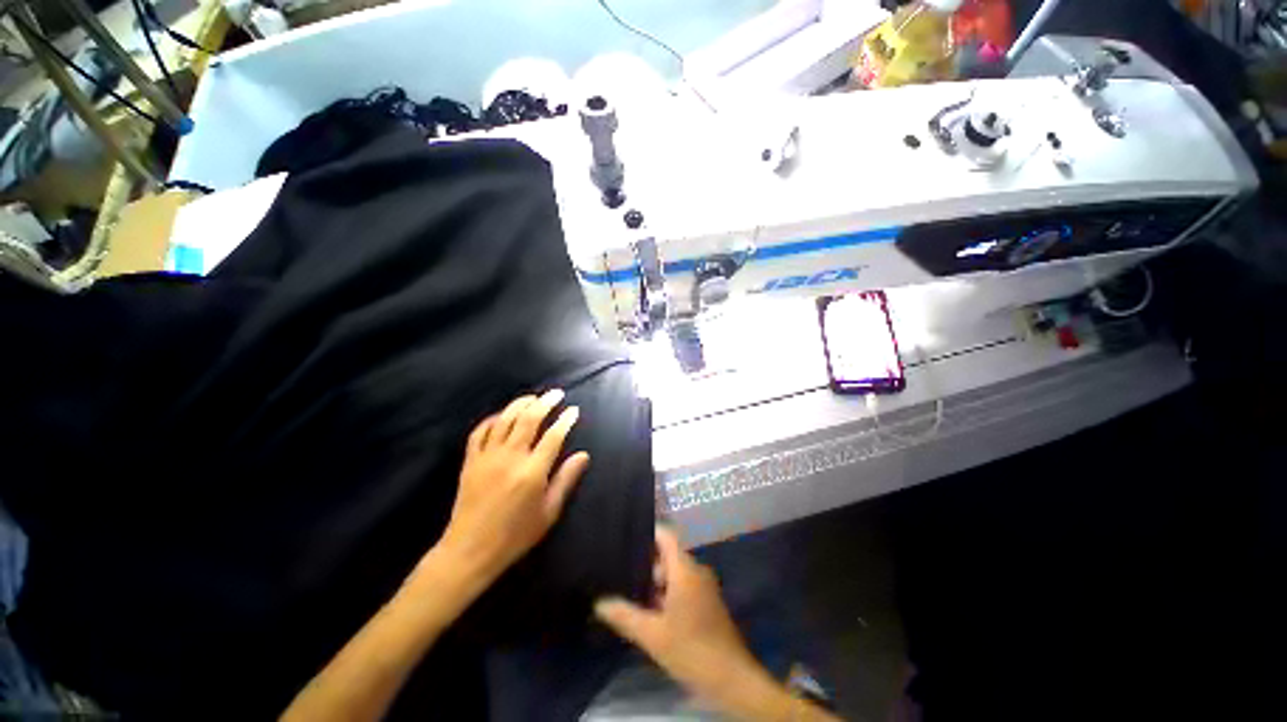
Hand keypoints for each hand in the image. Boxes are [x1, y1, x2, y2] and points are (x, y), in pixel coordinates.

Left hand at [437, 390, 588, 581]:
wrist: (470, 550)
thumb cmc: (515, 535)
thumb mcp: (549, 512)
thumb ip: (566, 479)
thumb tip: (583, 455)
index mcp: (533, 472)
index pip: (554, 436)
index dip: (566, 420)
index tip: (574, 410)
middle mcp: (510, 458)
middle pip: (529, 419)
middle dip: (545, 402)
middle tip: (556, 393)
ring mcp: (487, 457)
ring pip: (505, 419)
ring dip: (521, 404)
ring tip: (533, 397)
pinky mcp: (470, 461)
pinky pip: (480, 431)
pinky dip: (493, 419)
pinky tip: (502, 415)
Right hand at [593, 526, 765, 705]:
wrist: (731, 679)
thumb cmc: (691, 650)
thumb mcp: (652, 635)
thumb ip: (624, 615)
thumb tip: (599, 603)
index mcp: (685, 569)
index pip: (666, 535)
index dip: (647, 532)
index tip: (626, 537)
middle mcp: (696, 571)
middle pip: (668, 554)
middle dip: (645, 562)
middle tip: (621, 570)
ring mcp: (704, 586)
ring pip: (674, 572)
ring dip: (654, 581)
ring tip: (629, 589)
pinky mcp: (707, 602)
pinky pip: (683, 585)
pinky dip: (666, 592)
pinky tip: (649, 609)